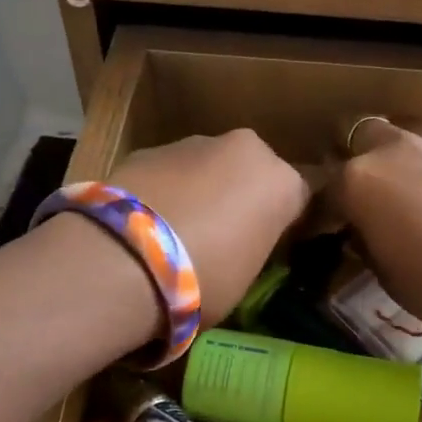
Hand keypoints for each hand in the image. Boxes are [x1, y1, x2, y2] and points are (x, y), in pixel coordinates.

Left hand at [108, 130, 310, 326]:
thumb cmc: (204, 279)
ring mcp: (193, 142)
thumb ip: (251, 247)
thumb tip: (240, 244)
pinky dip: (164, 190)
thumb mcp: (246, 276)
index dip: (283, 221)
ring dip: (200, 190)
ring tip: (176, 231)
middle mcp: (244, 149)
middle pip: (251, 172)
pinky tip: (145, 223)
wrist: (124, 258)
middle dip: (240, 195)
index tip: (269, 244)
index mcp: (281, 181)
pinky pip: (169, 172)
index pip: (298, 197)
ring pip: (208, 167)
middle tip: (222, 235)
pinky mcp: (149, 148)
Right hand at [329, 119, 421, 327]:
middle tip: (360, 189)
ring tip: (401, 186)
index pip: (323, 191)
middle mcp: (389, 150)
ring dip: (392, 155)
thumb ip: (365, 242)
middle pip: (356, 133)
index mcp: (357, 181)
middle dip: (352, 155)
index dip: (321, 213)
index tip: (326, 231)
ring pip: (398, 135)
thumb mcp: (386, 273)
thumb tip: (361, 231)